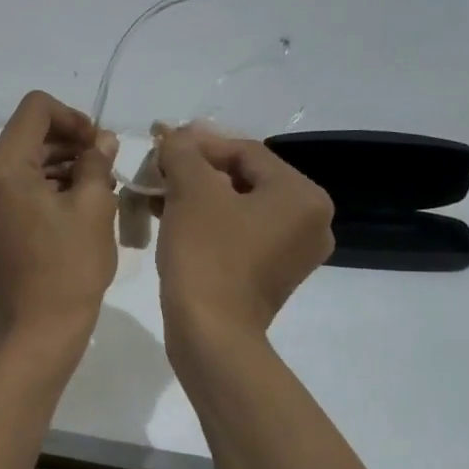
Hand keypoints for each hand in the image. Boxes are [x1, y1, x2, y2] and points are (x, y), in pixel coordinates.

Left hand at [0, 92, 117, 341]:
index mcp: (0, 167)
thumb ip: (97, 162)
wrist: (37, 331)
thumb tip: (102, 140)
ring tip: (97, 187)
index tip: (99, 145)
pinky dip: (44, 185)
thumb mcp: (94, 208)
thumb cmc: (69, 269)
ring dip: (59, 165)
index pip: (36, 109)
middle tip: (106, 166)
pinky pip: (15, 185)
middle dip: (69, 144)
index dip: (73, 118)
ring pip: (23, 160)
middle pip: (28, 135)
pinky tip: (76, 202)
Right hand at [154, 123, 333, 344]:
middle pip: (244, 178)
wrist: (210, 334)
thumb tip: (176, 134)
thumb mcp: (190, 191)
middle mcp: (310, 221)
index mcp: (303, 196)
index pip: (246, 151)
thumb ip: (183, 151)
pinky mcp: (272, 275)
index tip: (161, 143)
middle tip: (159, 168)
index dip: (199, 143)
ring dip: (198, 195)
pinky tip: (171, 218)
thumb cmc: (206, 254)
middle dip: (197, 171)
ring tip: (158, 192)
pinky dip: (208, 222)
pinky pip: (240, 233)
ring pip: (239, 206)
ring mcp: (293, 252)